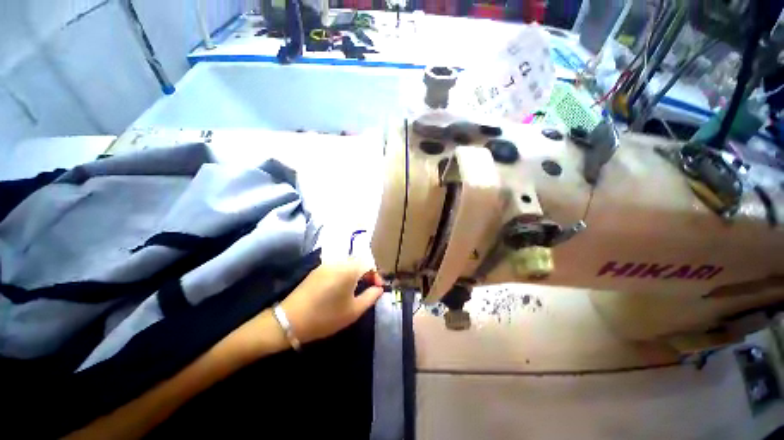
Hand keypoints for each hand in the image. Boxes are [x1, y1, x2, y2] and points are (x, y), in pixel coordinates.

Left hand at [280, 260, 384, 344]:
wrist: (290, 320)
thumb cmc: (326, 317)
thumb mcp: (353, 311)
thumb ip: (371, 297)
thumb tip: (379, 288)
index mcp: (349, 269)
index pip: (370, 263)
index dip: (376, 275)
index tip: (377, 288)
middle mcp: (338, 262)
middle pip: (359, 261)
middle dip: (367, 273)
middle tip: (368, 288)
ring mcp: (326, 264)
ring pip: (348, 263)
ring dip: (356, 272)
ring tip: (356, 288)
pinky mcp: (317, 269)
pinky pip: (337, 266)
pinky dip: (345, 273)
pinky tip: (341, 287)